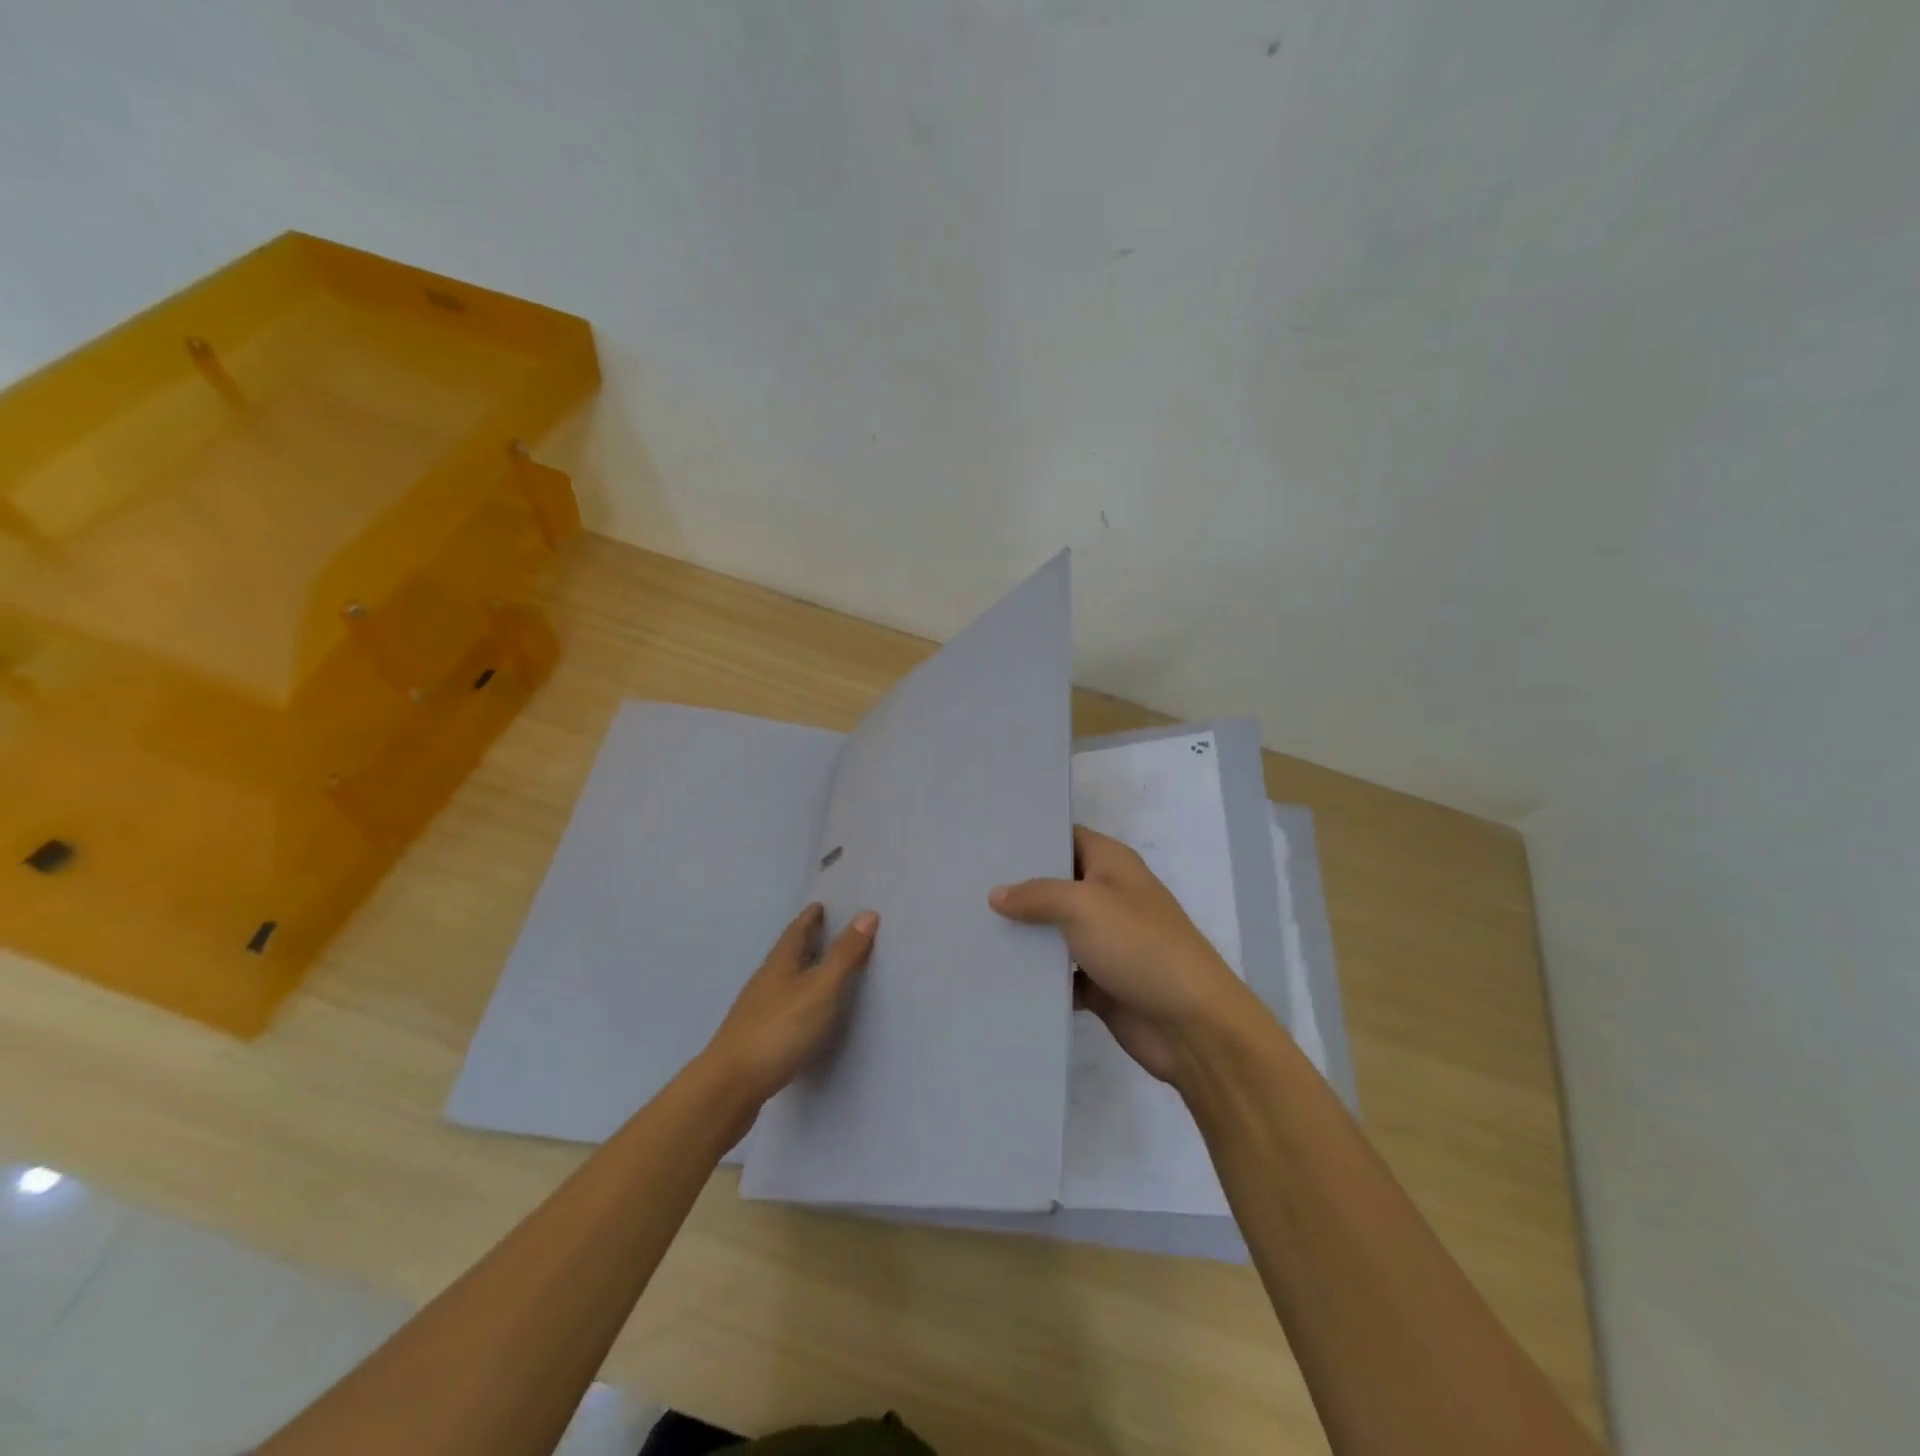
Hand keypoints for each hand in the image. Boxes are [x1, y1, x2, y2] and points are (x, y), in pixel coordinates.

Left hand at [703, 903, 877, 1104]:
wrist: (731, 1085)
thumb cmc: (780, 1029)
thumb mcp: (821, 988)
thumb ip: (844, 954)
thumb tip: (867, 913)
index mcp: (781, 963)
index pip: (797, 930)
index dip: (810, 917)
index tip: (821, 905)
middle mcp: (766, 980)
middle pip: (789, 953)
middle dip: (807, 939)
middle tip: (827, 929)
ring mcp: (758, 1010)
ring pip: (784, 979)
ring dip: (802, 969)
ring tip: (822, 968)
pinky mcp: (757, 1037)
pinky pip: (783, 1005)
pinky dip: (798, 997)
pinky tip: (806, 1011)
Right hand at [990, 825, 1249, 1085]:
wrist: (1190, 1023)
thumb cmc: (1139, 945)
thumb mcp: (1083, 905)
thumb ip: (1037, 895)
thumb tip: (996, 894)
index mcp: (1111, 864)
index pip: (1067, 836)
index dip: (1032, 836)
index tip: (989, 839)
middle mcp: (1107, 896)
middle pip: (1055, 884)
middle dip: (1017, 887)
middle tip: (966, 884)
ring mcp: (1104, 941)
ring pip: (1054, 931)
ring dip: (1023, 934)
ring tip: (969, 927)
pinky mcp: (1099, 982)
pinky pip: (1059, 974)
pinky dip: (1036, 976)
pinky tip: (997, 973)